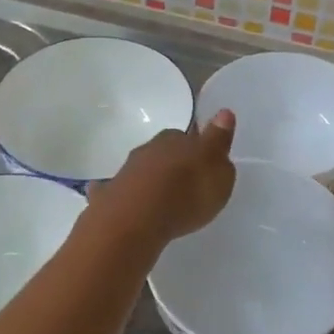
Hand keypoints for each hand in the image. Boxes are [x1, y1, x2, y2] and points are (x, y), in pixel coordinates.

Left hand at [88, 110, 236, 246]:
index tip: (203, 164)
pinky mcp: (109, 194)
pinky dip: (128, 197)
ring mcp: (126, 170)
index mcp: (178, 138)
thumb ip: (220, 144)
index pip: (190, 136)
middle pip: (164, 151)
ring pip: (143, 170)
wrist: (136, 219)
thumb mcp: (218, 171)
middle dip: (173, 163)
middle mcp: (150, 148)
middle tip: (185, 183)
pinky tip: (134, 210)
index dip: (197, 149)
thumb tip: (224, 114)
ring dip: (152, 180)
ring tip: (164, 200)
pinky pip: (122, 192)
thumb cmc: (187, 194)